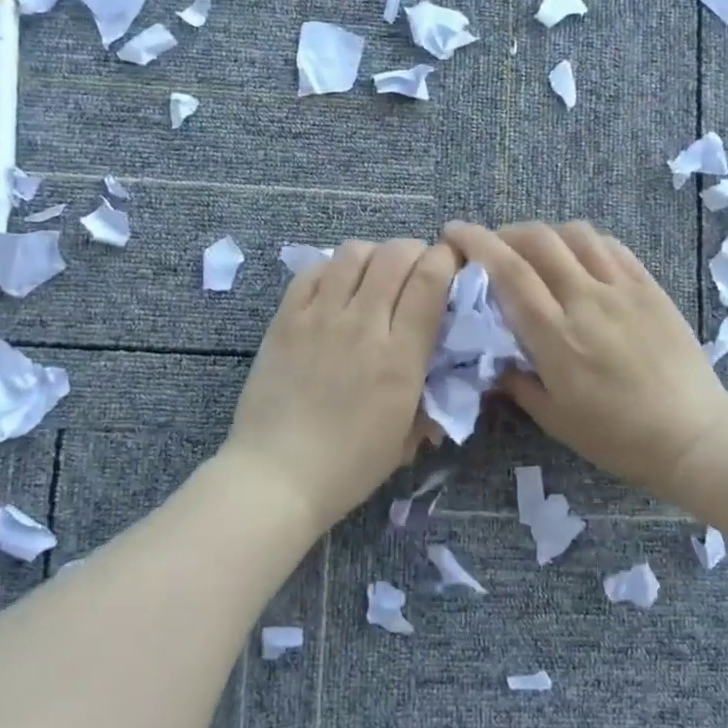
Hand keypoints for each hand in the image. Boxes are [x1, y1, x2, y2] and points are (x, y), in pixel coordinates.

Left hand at [221, 238, 456, 531]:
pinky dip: (332, 269)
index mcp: (401, 356)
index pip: (431, 280)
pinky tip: (336, 288)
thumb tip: (441, 371)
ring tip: (375, 276)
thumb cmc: (349, 467)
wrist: (277, 476)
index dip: (446, 260)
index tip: (450, 267)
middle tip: (416, 269)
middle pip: (395, 254)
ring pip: (353, 253)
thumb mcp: (406, 437)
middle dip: (415, 251)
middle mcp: (363, 325)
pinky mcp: (285, 319)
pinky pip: (312, 271)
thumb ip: (429, 397)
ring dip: (374, 256)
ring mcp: (320, 317)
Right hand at [443, 221, 727, 500]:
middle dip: (504, 232)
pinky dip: (584, 242)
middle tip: (491, 246)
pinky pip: (612, 247)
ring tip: (535, 251)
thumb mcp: (554, 419)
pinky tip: (578, 257)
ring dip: (545, 233)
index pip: (508, 271)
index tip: (453, 232)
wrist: (692, 435)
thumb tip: (494, 361)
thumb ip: (517, 382)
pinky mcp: (650, 287)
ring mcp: (623, 289)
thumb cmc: (617, 436)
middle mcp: (586, 300)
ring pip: (576, 234)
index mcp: (556, 335)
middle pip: (538, 240)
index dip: (476, 243)